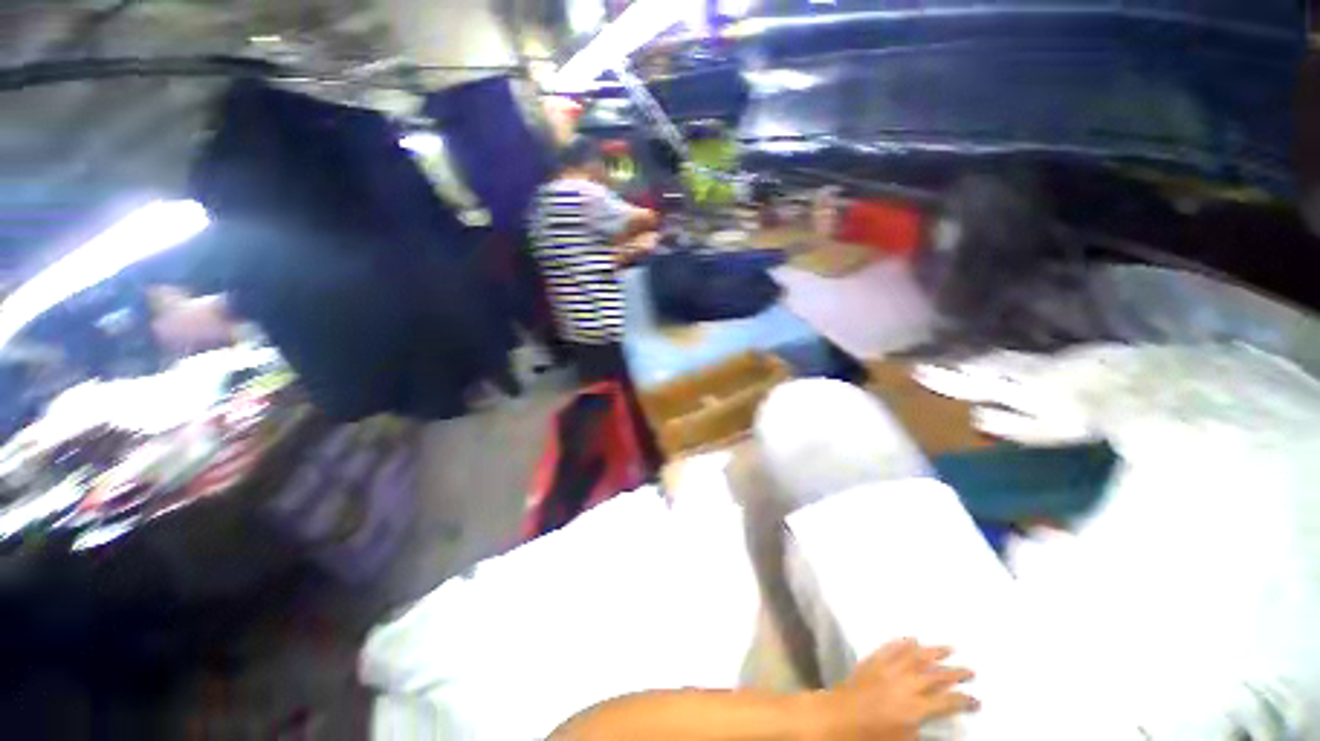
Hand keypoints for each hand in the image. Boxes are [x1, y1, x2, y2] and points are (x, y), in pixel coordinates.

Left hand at [813, 639, 977, 739]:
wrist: (838, 718)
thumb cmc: (872, 735)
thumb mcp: (904, 739)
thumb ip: (923, 727)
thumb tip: (934, 717)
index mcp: (915, 708)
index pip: (947, 702)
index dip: (964, 701)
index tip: (977, 699)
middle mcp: (904, 684)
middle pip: (934, 675)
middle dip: (955, 672)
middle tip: (970, 670)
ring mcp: (887, 668)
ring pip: (915, 655)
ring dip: (933, 651)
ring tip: (949, 647)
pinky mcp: (872, 660)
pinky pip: (890, 647)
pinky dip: (902, 642)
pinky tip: (912, 639)